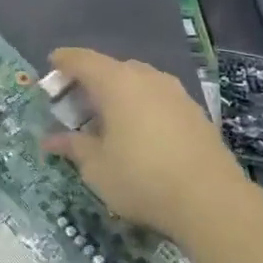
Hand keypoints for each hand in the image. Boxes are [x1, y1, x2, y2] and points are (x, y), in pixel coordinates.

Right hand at [43, 47, 251, 234]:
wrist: (212, 202)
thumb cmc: (141, 178)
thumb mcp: (96, 167)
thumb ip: (73, 147)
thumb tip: (50, 140)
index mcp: (116, 83)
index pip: (82, 60)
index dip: (64, 61)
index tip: (51, 67)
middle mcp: (147, 78)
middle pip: (111, 69)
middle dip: (90, 81)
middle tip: (75, 104)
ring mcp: (175, 94)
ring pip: (138, 82)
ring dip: (118, 94)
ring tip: (107, 120)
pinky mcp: (195, 113)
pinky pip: (158, 99)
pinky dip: (141, 107)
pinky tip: (138, 134)